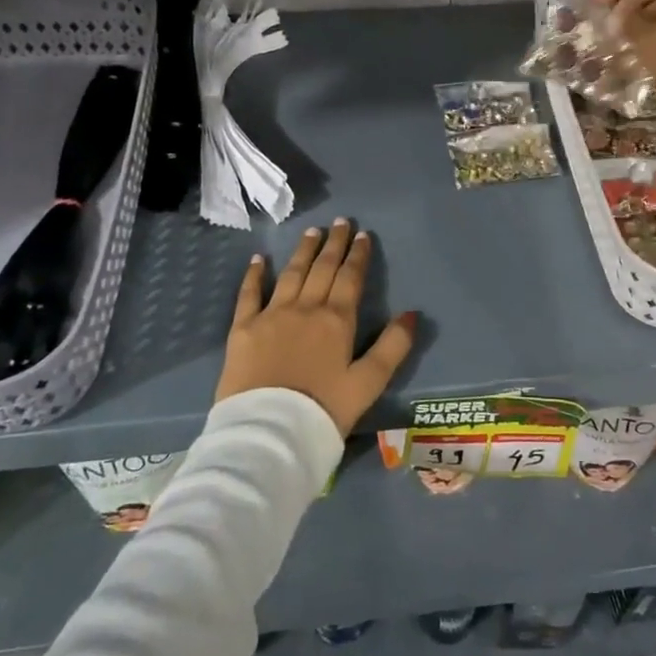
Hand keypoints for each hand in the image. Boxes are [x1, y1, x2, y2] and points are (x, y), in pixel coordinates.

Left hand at [216, 219, 416, 436]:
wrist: (269, 432)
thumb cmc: (324, 410)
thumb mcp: (369, 383)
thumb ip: (393, 346)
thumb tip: (412, 313)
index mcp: (337, 320)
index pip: (350, 278)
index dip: (358, 255)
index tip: (363, 234)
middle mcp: (305, 308)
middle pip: (322, 269)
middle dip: (334, 244)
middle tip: (340, 222)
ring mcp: (271, 315)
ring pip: (291, 274)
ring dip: (303, 251)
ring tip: (312, 231)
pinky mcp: (242, 329)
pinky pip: (249, 294)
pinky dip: (255, 274)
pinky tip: (259, 259)